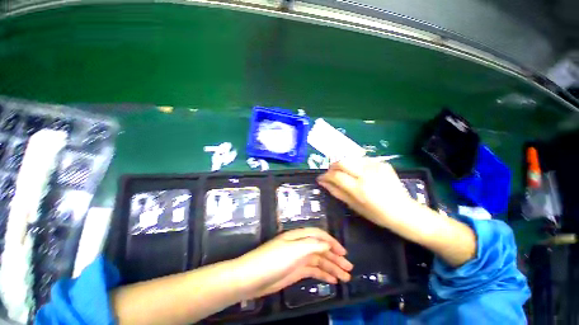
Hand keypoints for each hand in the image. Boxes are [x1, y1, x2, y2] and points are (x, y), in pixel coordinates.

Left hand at [233, 228, 352, 298]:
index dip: (332, 242)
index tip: (344, 253)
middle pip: (321, 249)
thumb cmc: (274, 260)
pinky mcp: (296, 270)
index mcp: (299, 236)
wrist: (252, 278)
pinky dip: (323, 274)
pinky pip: (313, 270)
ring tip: (345, 277)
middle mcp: (300, 245)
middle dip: (335, 257)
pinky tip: (332, 280)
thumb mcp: (295, 250)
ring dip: (332, 267)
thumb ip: (312, 245)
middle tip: (349, 268)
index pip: (319, 235)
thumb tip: (327, 245)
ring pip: (319, 261)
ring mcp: (298, 258)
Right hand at [317, 158, 415, 227]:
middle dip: (332, 167)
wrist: (404, 211)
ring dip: (343, 165)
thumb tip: (323, 183)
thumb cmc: (377, 214)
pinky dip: (355, 165)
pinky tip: (358, 173)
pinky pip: (362, 160)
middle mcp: (367, 174)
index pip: (336, 176)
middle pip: (342, 162)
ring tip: (343, 174)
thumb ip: (337, 192)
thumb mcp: (354, 206)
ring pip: (350, 159)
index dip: (325, 176)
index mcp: (360, 189)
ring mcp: (376, 167)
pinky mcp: (382, 163)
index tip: (320, 178)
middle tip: (330, 174)